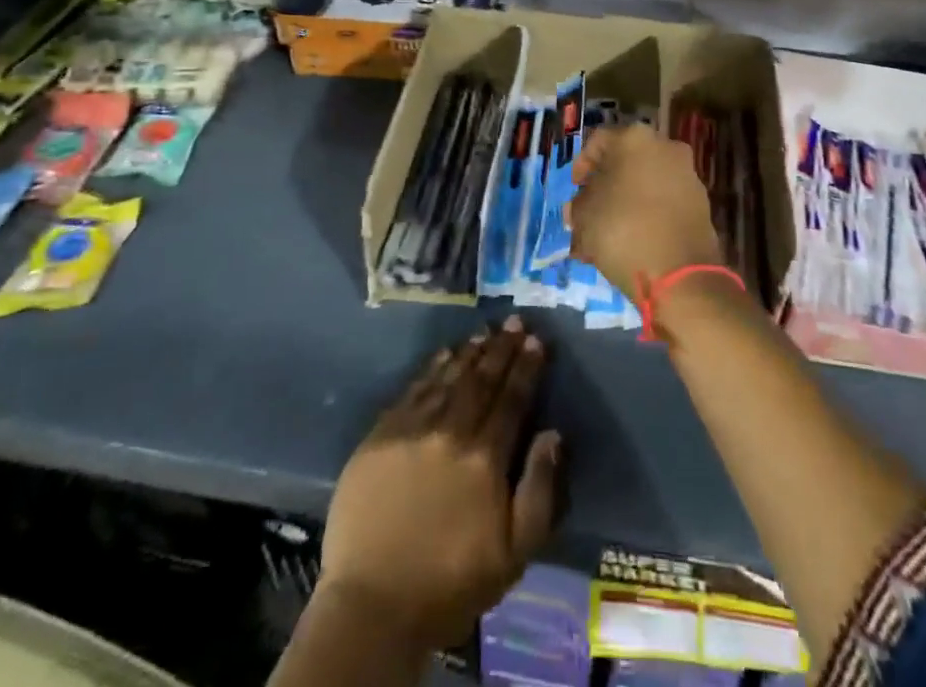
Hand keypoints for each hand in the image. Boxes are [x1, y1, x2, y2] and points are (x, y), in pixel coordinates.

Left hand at [319, 318, 560, 649]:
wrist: (373, 605)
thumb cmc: (450, 583)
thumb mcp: (514, 553)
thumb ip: (539, 489)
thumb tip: (552, 433)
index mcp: (485, 458)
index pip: (512, 399)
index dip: (526, 367)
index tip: (537, 340)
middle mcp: (450, 431)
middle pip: (482, 379)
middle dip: (502, 348)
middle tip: (516, 321)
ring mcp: (412, 429)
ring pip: (448, 377)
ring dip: (470, 352)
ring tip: (486, 332)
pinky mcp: (380, 434)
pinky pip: (413, 389)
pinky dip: (432, 367)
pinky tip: (443, 354)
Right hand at [569, 124, 722, 303]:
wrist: (680, 274)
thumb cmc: (623, 230)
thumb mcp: (584, 216)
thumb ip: (578, 204)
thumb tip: (582, 205)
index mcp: (634, 138)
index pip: (597, 142)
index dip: (581, 167)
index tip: (574, 192)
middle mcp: (665, 147)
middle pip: (624, 163)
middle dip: (604, 188)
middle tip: (589, 215)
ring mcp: (687, 175)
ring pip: (645, 184)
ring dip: (625, 204)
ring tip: (608, 237)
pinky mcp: (701, 203)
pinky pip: (664, 202)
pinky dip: (647, 215)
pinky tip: (632, 243)